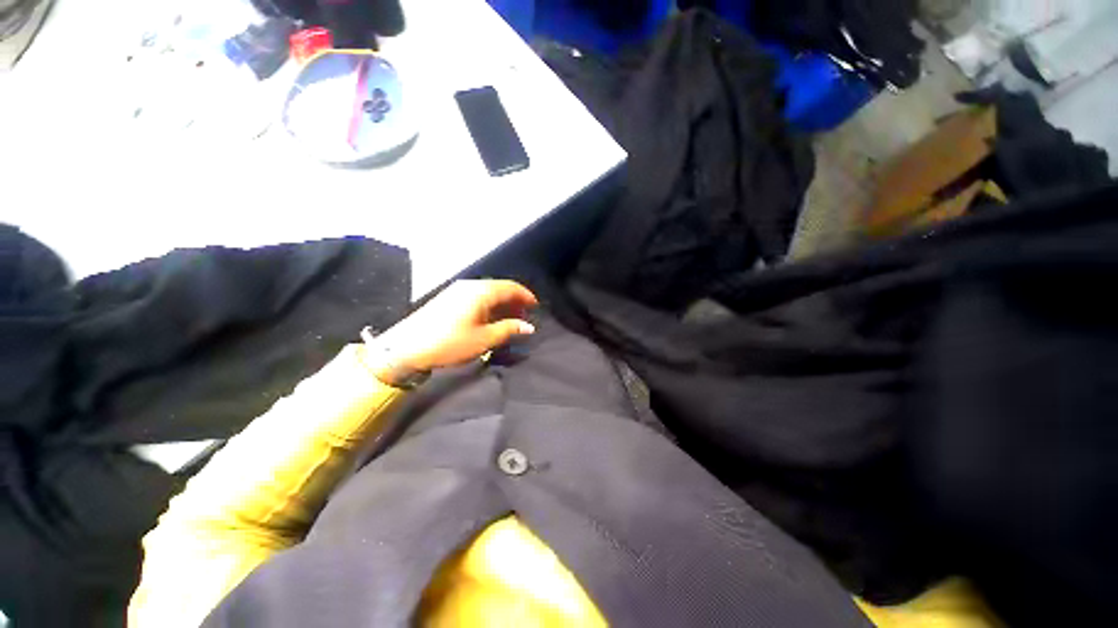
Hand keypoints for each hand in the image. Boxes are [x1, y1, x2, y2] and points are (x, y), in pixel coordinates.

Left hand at [373, 280, 537, 375]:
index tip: (536, 306)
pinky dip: (488, 305)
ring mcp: (457, 291)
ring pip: (487, 292)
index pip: (510, 287)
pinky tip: (489, 319)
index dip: (525, 296)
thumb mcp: (483, 339)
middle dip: (514, 301)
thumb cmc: (450, 343)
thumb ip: (508, 329)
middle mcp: (470, 286)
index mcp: (481, 292)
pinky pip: (476, 296)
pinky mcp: (448, 298)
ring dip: (501, 304)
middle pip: (499, 288)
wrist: (406, 346)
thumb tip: (528, 327)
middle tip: (523, 317)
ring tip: (509, 320)